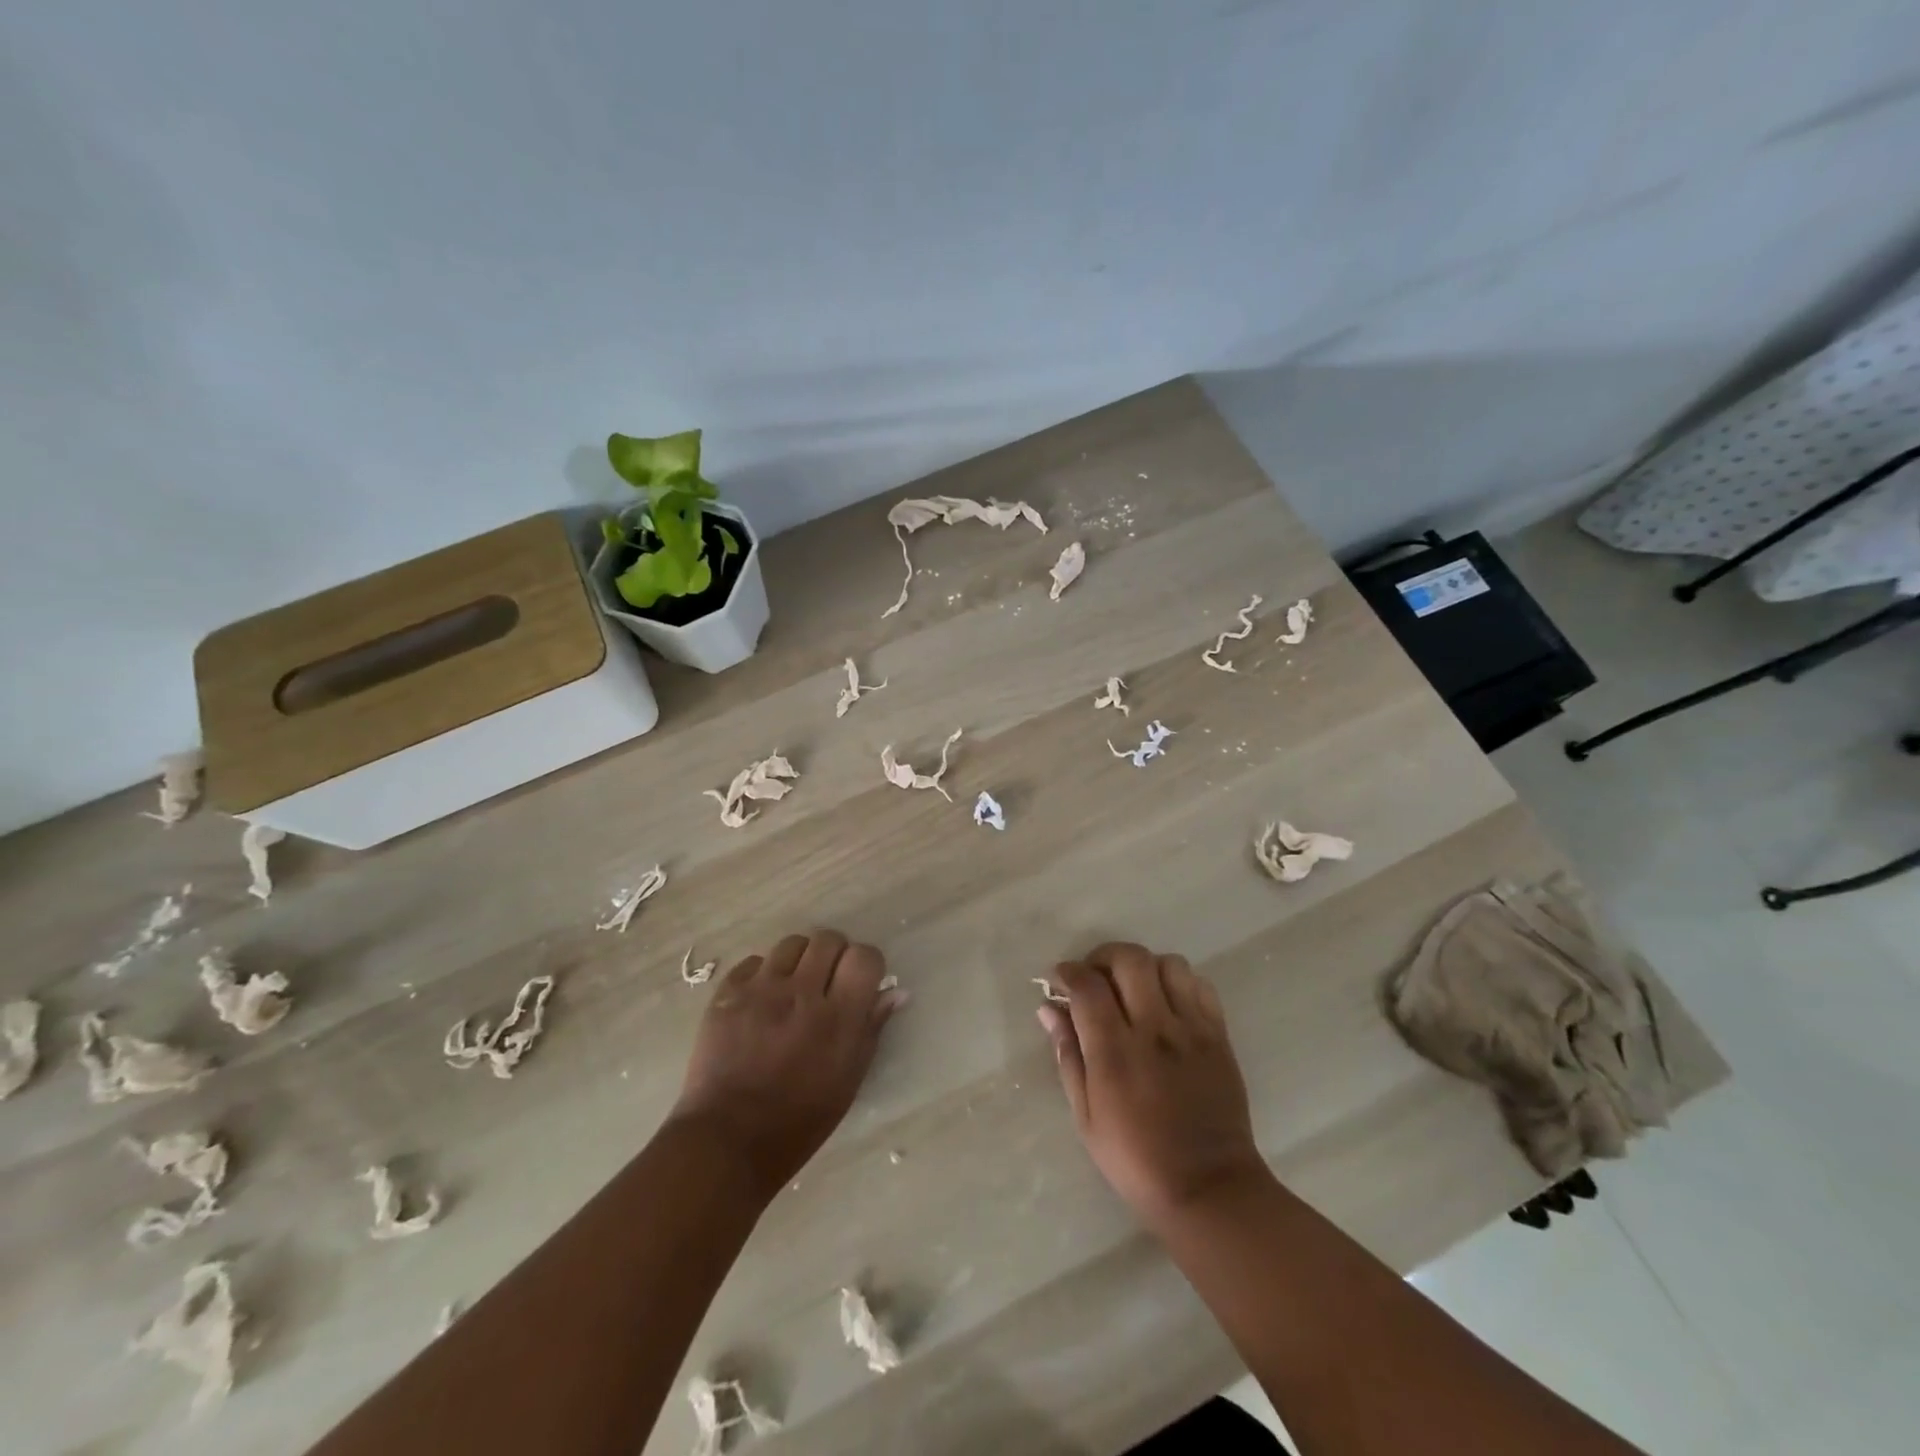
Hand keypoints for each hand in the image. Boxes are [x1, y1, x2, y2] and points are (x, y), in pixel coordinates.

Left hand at [669, 930, 902, 1198]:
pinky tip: (762, 1000)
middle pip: (828, 939)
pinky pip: (754, 962)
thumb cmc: (799, 1121)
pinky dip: (764, 974)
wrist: (727, 1141)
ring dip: (800, 960)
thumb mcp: (848, 1080)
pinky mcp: (727, 994)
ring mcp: (761, 990)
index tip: (861, 982)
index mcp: (838, 1018)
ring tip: (794, 987)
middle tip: (828, 982)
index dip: (867, 964)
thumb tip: (895, 991)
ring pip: (791, 943)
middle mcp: (801, 993)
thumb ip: (871, 1029)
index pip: (864, 957)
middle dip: (834, 955)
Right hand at [1037, 943, 1269, 1229]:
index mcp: (1115, 1052)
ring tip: (1133, 989)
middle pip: (1129, 959)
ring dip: (1143, 967)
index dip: (1068, 971)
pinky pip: (1200, 985)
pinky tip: (1167, 1004)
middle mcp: (1154, 1029)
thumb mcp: (1086, 1116)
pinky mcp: (1219, 1036)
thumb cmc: (1135, 1158)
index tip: (1059, 979)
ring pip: (1168, 964)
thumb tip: (1049, 1009)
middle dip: (1103, 957)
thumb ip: (1068, 1054)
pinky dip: (1178, 982)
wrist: (1208, 1188)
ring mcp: (1192, 1029)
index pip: (1088, 985)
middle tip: (1095, 977)